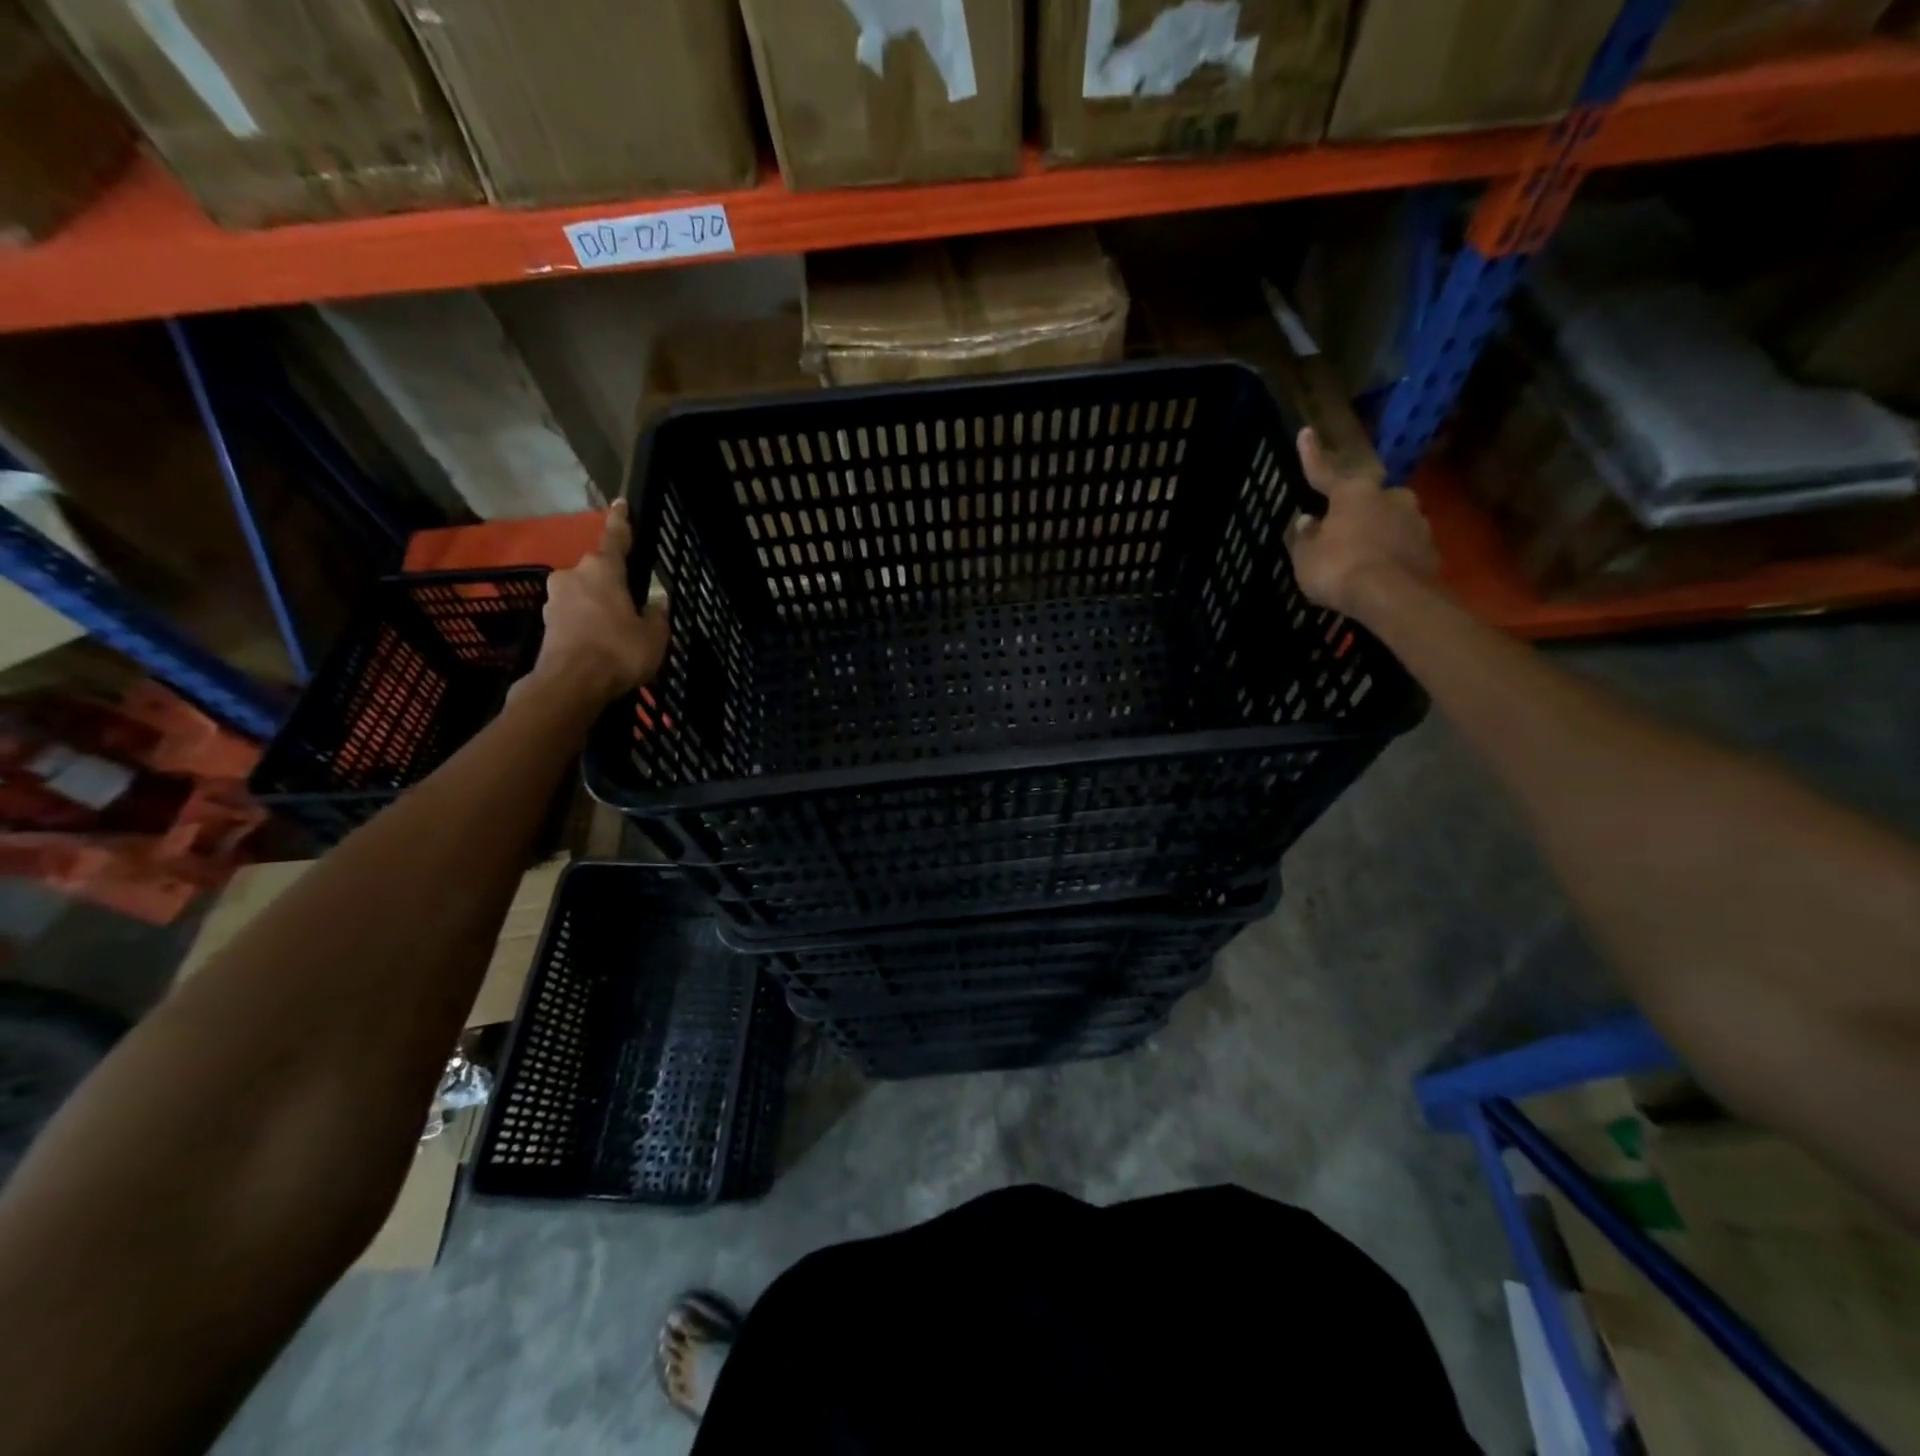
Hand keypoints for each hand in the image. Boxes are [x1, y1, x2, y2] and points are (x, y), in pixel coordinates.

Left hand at [524, 501, 668, 704]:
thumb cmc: (618, 651)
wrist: (570, 686)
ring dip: (600, 605)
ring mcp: (555, 600)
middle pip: (598, 570)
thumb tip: (654, 604)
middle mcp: (573, 575)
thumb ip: (656, 615)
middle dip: (613, 582)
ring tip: (619, 630)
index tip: (620, 502)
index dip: (621, 520)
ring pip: (585, 594)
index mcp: (602, 568)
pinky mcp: (546, 624)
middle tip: (633, 602)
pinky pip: (575, 616)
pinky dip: (588, 624)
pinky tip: (602, 643)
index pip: (615, 537)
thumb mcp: (654, 635)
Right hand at [1284, 428, 1437, 618]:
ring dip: (1376, 531)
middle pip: (1366, 496)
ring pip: (1389, 519)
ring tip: (1362, 555)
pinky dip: (1391, 552)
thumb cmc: (1339, 570)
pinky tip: (1381, 570)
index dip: (1311, 455)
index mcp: (1353, 492)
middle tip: (1341, 526)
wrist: (1394, 597)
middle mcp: (1389, 496)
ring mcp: (1415, 519)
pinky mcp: (1430, 546)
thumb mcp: (1306, 557)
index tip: (1306, 432)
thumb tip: (1308, 520)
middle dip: (1355, 507)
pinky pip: (1402, 544)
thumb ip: (1305, 537)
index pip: (1325, 471)